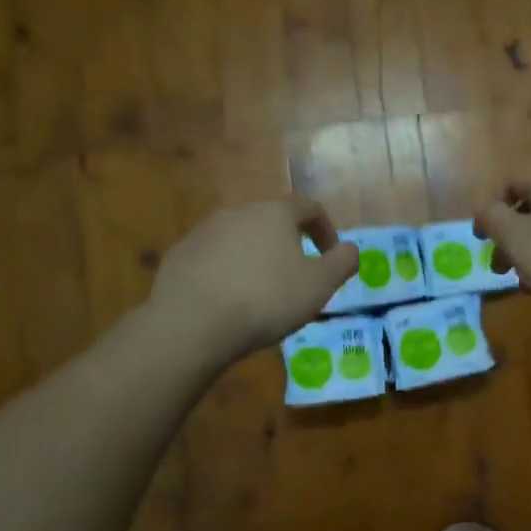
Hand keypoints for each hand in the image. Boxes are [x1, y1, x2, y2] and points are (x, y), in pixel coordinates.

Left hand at [150, 196, 358, 362]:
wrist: (194, 322)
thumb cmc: (267, 299)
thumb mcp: (320, 285)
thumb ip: (342, 262)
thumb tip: (350, 249)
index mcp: (275, 214)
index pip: (308, 207)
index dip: (325, 229)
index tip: (331, 255)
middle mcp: (238, 212)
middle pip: (271, 221)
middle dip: (287, 244)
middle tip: (296, 276)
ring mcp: (204, 232)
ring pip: (239, 239)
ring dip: (255, 258)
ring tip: (260, 292)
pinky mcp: (180, 255)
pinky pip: (212, 258)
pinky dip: (225, 272)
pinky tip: (227, 300)